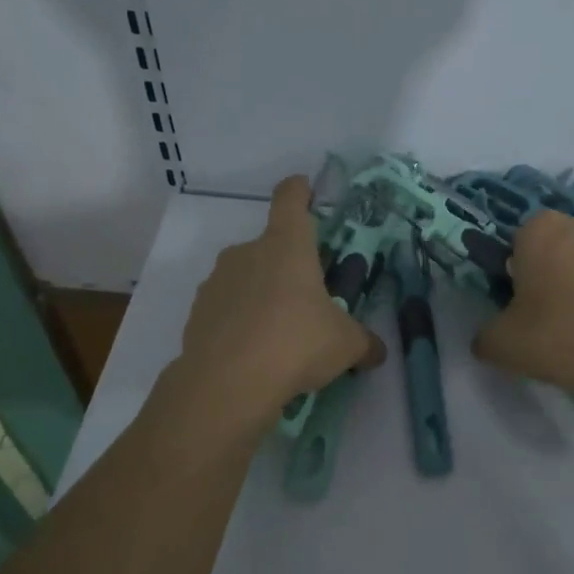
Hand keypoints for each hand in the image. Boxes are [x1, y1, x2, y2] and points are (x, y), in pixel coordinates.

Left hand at [175, 176, 384, 428]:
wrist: (227, 384)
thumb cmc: (297, 344)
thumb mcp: (346, 344)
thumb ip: (364, 342)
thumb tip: (377, 352)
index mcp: (287, 245)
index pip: (290, 199)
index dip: (299, 191)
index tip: (304, 189)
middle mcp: (247, 252)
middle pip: (270, 246)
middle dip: (289, 268)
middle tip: (308, 301)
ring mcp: (217, 282)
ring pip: (246, 278)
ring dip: (262, 296)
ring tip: (280, 336)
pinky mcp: (197, 313)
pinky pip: (226, 309)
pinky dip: (240, 323)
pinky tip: (253, 354)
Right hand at [471, 210, 573, 397]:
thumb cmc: (562, 336)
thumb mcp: (503, 345)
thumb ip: (486, 335)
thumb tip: (488, 337)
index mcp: (540, 229)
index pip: (518, 242)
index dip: (517, 274)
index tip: (522, 306)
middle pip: (558, 248)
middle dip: (554, 274)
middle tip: (552, 318)